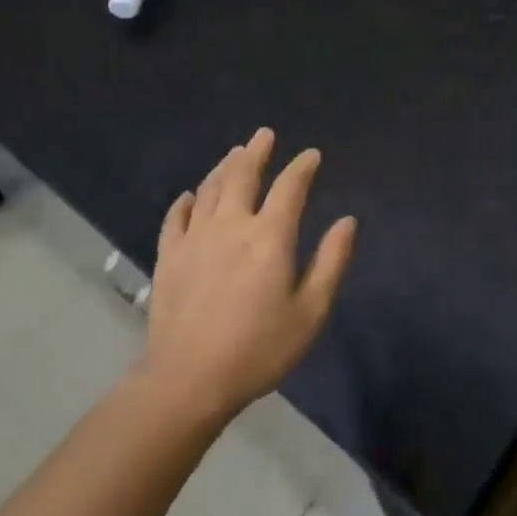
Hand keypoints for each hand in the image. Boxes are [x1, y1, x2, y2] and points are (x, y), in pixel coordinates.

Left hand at [140, 128, 356, 422]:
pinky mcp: (169, 257)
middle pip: (242, 175)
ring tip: (234, 153)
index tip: (311, 155)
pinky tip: (189, 196)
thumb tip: (347, 221)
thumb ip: (331, 262)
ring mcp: (195, 238)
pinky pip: (176, 217)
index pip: (289, 187)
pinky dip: (185, 202)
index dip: (302, 167)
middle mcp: (231, 225)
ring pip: (209, 189)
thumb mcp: (310, 312)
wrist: (187, 380)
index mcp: (269, 236)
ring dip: (224, 167)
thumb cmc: (258, 349)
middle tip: (264, 135)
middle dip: (256, 152)